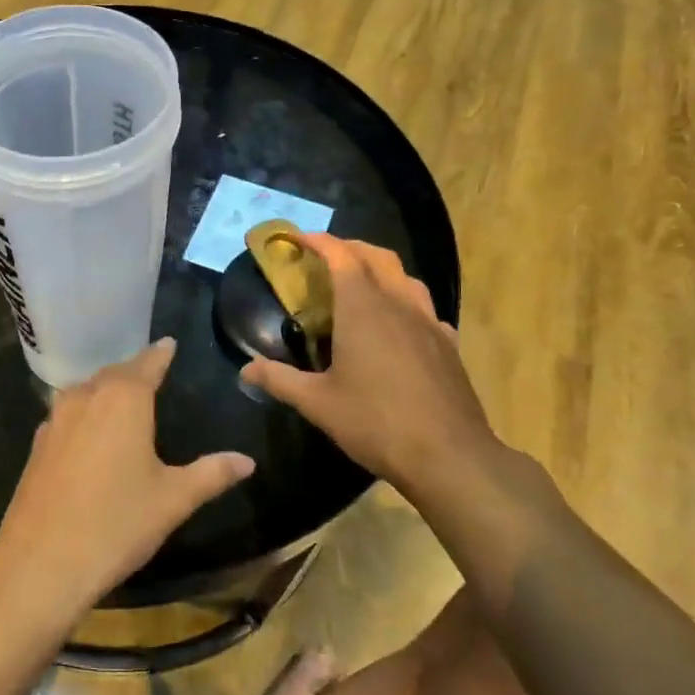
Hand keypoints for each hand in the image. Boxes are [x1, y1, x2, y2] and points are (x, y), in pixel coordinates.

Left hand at [0, 339, 253, 647]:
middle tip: (151, 370)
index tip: (169, 343)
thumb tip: (247, 461)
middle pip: (113, 373)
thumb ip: (211, 474)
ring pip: (85, 390)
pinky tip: (90, 430)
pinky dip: (84, 411)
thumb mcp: (173, 500)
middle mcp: (86, 397)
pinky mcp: (38, 444)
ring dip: (105, 388)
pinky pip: (67, 413)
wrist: (42, 562)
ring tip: (122, 396)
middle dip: (133, 370)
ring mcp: (56, 419)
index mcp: (123, 399)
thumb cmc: (117, 523)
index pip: (147, 364)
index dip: (160, 354)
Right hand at [240, 235, 545, 520]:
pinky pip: (423, 307)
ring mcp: (429, 323)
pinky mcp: (447, 345)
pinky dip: (403, 300)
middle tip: (326, 255)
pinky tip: (396, 323)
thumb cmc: (376, 422)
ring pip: (405, 278)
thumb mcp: (317, 403)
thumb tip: (245, 370)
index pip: (342, 257)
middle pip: (378, 257)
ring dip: (380, 269)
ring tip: (360, 282)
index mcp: (364, 309)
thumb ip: (279, 380)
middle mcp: (399, 305)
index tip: (299, 239)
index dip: (320, 242)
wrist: (449, 456)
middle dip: (350, 248)